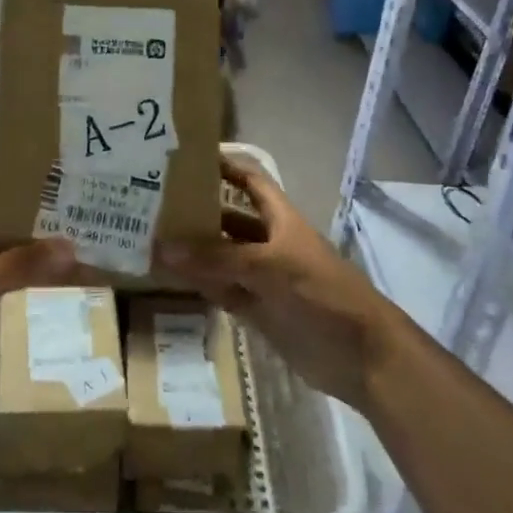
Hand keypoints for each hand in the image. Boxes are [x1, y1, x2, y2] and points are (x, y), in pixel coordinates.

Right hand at [156, 158, 404, 411]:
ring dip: (194, 250)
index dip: (224, 167)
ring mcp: (263, 278)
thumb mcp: (270, 267)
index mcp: (280, 219)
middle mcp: (269, 242)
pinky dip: (201, 284)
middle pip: (230, 219)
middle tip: (154, 202)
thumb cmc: (322, 293)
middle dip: (199, 210)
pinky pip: (223, 290)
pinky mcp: (259, 310)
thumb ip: (218, 259)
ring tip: (151, 237)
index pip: (249, 181)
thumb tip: (164, 246)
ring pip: (222, 257)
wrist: (360, 355)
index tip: (186, 157)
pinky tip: (171, 277)